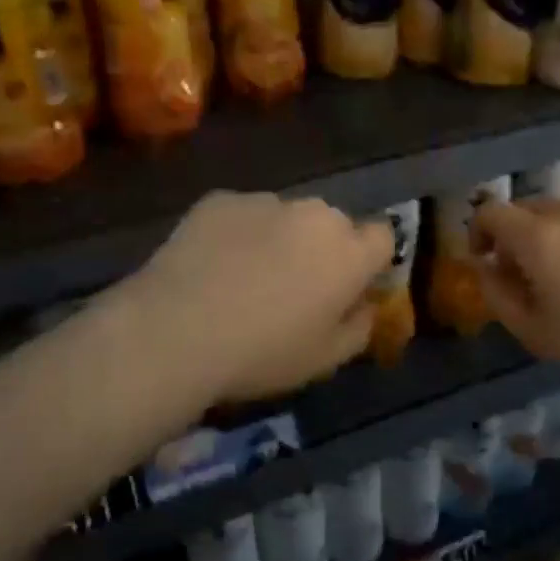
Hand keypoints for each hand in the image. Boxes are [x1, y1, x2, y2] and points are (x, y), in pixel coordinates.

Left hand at [114, 191, 392, 404]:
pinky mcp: (221, 199)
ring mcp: (265, 201)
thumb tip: (364, 305)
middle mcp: (314, 214)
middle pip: (332, 225)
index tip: (349, 286)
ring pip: (285, 217)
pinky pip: (242, 214)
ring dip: (277, 239)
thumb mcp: (325, 360)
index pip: (383, 236)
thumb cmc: (262, 353)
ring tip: (243, 277)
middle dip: (321, 249)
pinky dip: (236, 234)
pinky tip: (211, 266)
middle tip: (292, 287)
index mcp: (349, 252)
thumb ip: (359, 327)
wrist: (177, 330)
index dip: (369, 260)